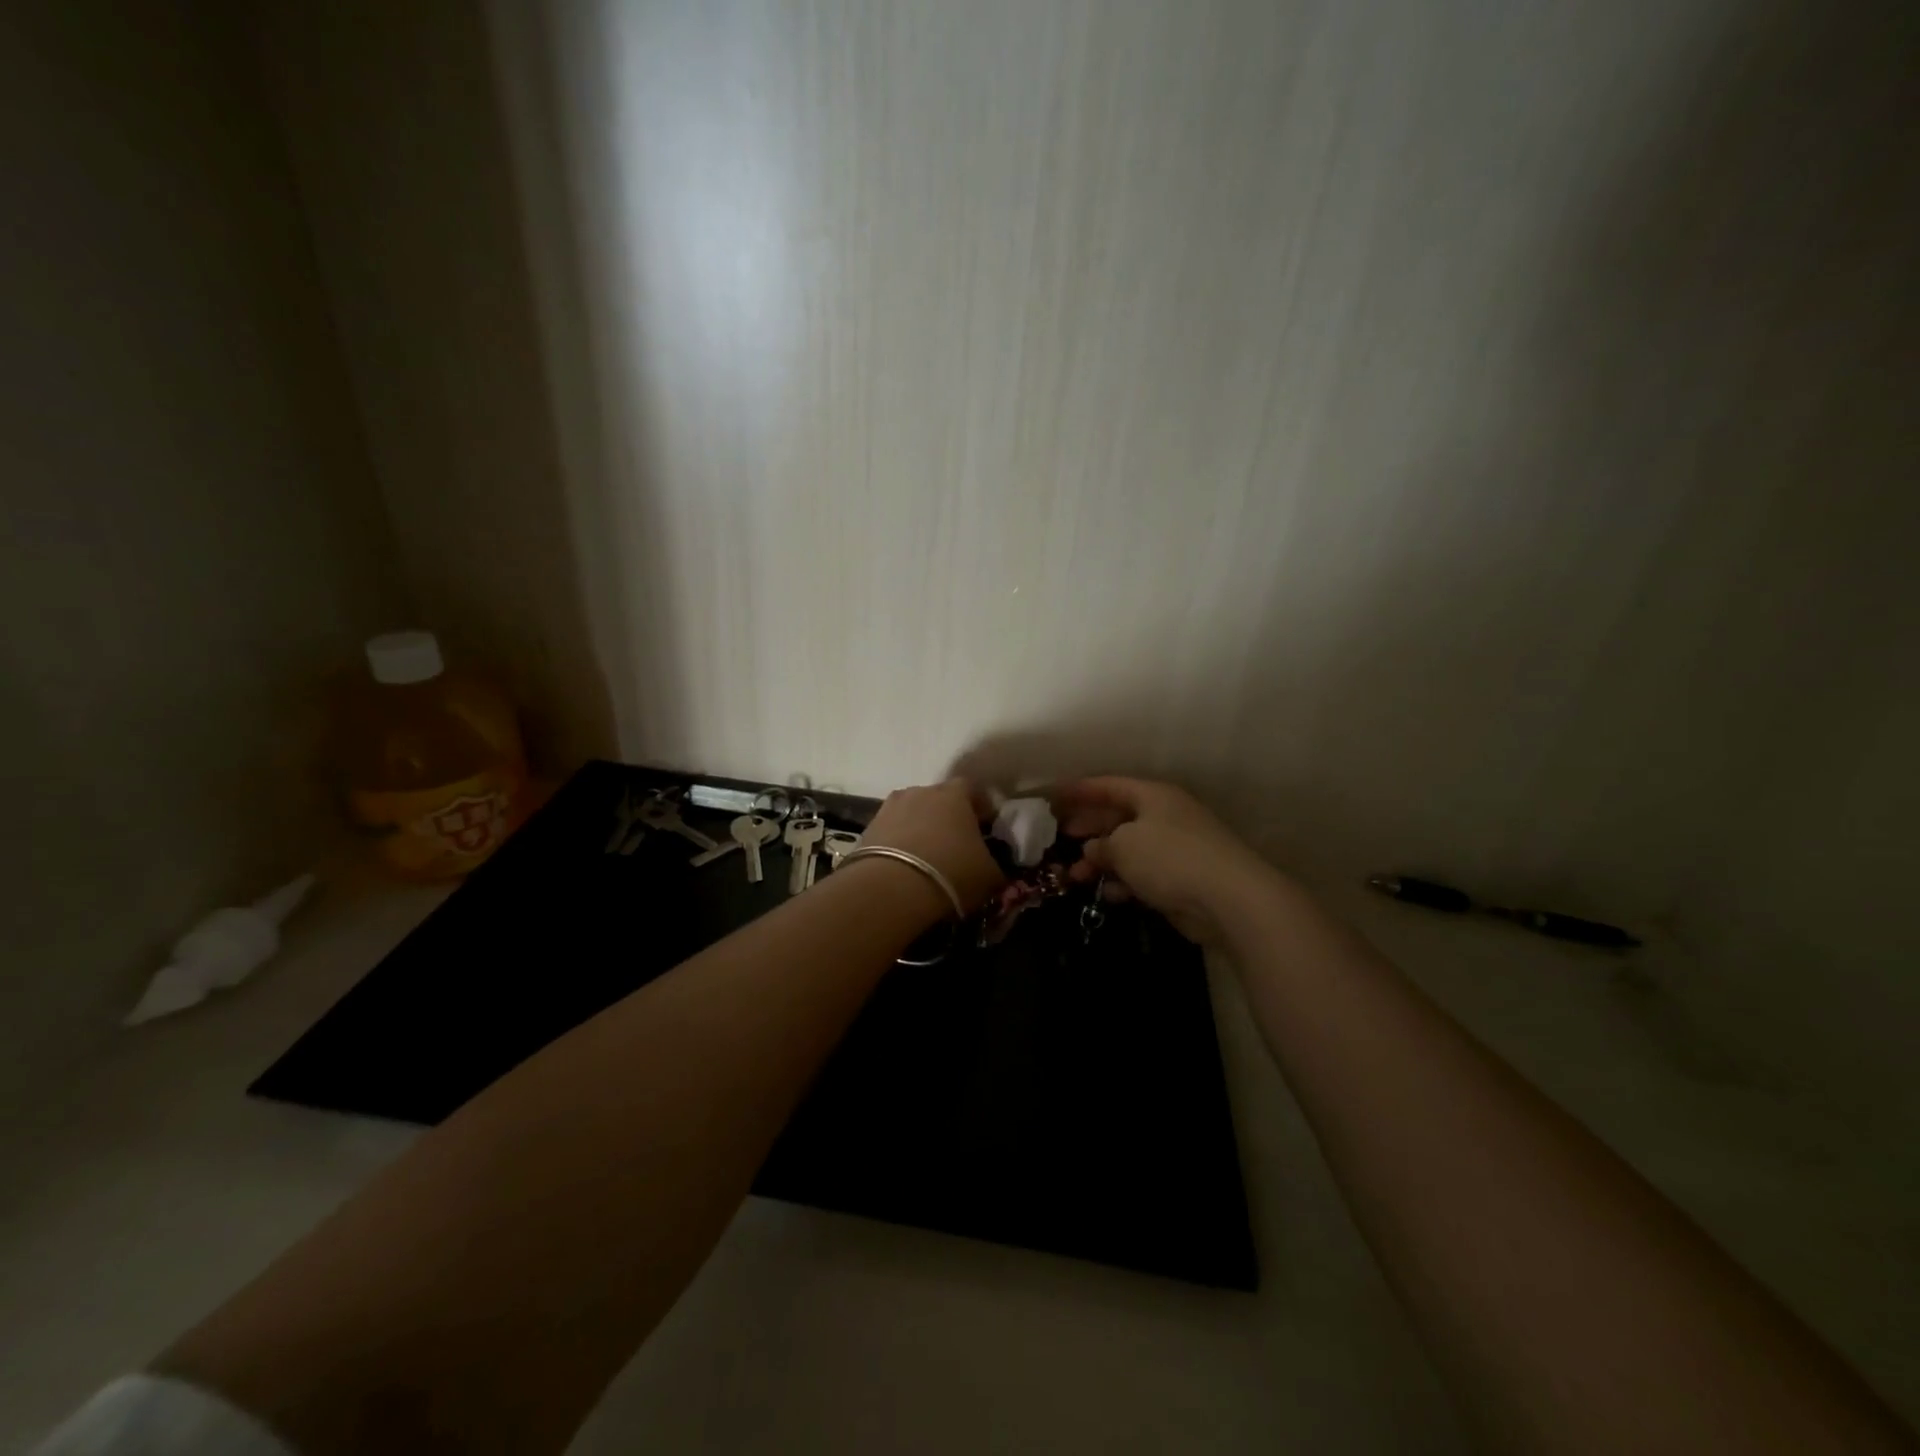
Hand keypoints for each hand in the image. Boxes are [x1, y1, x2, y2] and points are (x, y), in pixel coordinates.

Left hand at [862, 778, 1004, 913]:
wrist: (891, 888)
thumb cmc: (951, 873)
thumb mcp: (990, 875)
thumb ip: (997, 864)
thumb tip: (996, 865)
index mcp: (955, 794)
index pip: (972, 789)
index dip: (980, 808)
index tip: (986, 828)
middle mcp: (921, 791)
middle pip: (939, 799)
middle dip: (947, 817)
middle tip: (956, 844)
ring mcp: (890, 807)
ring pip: (912, 814)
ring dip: (920, 829)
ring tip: (927, 857)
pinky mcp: (868, 828)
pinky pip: (891, 831)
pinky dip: (899, 844)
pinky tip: (904, 867)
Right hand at [1050, 777, 1275, 945]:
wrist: (1229, 899)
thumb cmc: (1170, 858)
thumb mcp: (1123, 845)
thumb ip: (1101, 845)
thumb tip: (1092, 849)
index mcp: (1153, 796)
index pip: (1109, 786)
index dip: (1080, 790)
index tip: (1053, 796)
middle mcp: (1164, 817)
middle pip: (1118, 817)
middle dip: (1089, 827)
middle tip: (1060, 836)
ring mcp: (1175, 849)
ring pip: (1129, 850)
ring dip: (1102, 861)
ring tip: (1075, 875)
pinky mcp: (1181, 879)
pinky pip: (1143, 875)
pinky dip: (1123, 882)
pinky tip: (1106, 894)